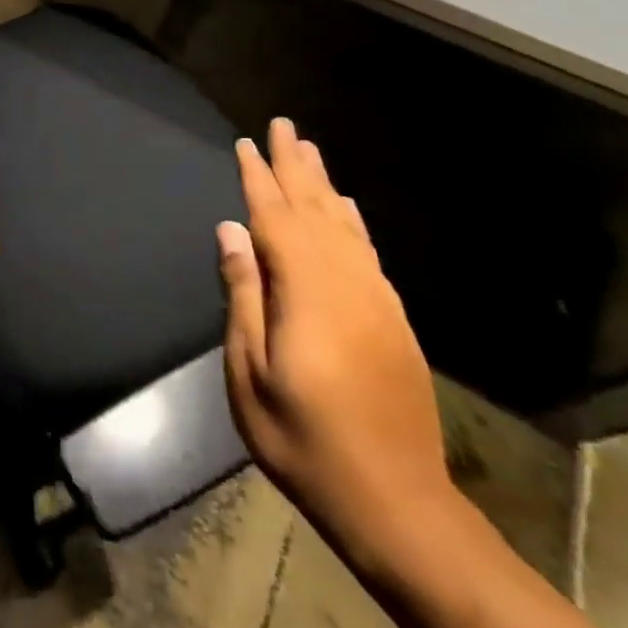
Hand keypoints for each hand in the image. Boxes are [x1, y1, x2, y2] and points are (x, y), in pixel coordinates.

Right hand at [217, 119, 450, 553]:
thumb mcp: (250, 372)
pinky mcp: (393, 321)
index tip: (246, 143)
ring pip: (345, 226)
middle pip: (316, 210)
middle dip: (296, 166)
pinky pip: (368, 253)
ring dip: (324, 185)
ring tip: (309, 151)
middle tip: (283, 125)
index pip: (276, 219)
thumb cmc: (303, 438)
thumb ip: (244, 294)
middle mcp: (347, 284)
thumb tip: (231, 230)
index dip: (258, 178)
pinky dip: (353, 222)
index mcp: (307, 293)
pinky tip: (346, 208)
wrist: (396, 502)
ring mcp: (376, 302)